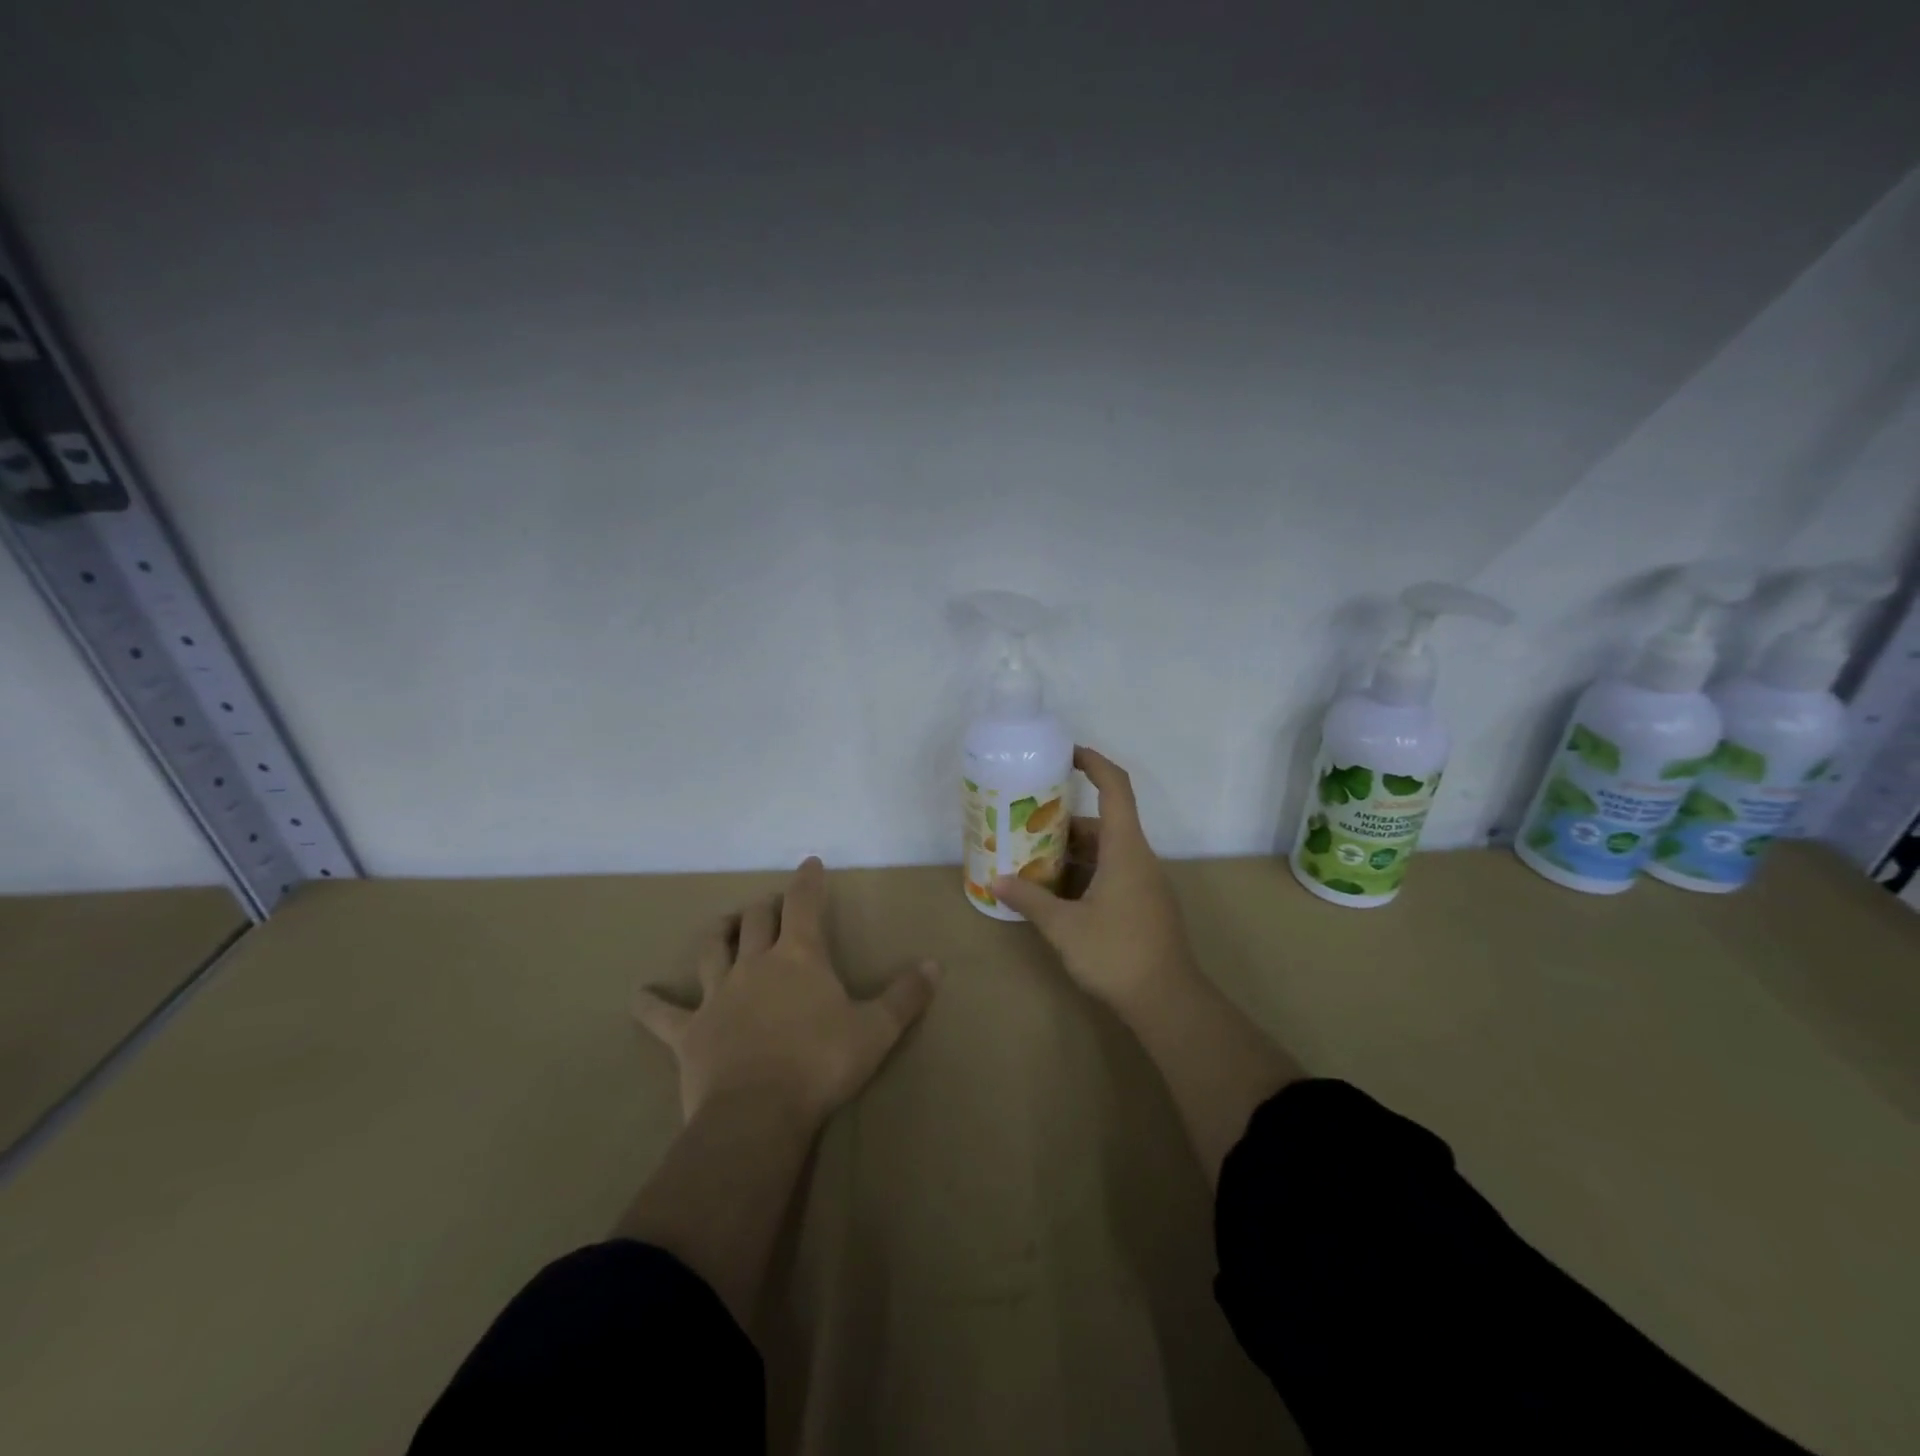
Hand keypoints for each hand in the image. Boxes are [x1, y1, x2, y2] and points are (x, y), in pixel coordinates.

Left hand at [633, 857, 939, 1127]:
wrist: (758, 1114)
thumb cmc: (821, 1064)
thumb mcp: (876, 1030)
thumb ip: (906, 996)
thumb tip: (935, 965)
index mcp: (799, 957)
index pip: (803, 903)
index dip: (807, 880)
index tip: (809, 863)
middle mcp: (755, 964)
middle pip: (755, 920)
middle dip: (765, 907)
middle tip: (774, 906)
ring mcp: (718, 995)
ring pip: (712, 949)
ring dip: (718, 933)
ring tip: (724, 926)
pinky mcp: (689, 1032)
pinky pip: (663, 1014)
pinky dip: (651, 1004)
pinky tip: (639, 996)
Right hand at [990, 746, 1198, 1013]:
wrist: (1168, 1001)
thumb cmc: (1116, 953)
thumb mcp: (1064, 926)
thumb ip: (1030, 900)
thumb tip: (998, 881)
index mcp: (1126, 849)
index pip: (1115, 788)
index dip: (1094, 763)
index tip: (1067, 753)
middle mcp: (1138, 858)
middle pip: (1103, 823)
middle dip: (1064, 821)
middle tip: (1026, 824)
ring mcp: (1144, 883)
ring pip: (1106, 852)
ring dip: (1072, 852)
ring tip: (1031, 859)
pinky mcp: (1144, 904)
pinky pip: (1112, 873)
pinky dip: (1084, 873)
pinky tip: (1055, 892)